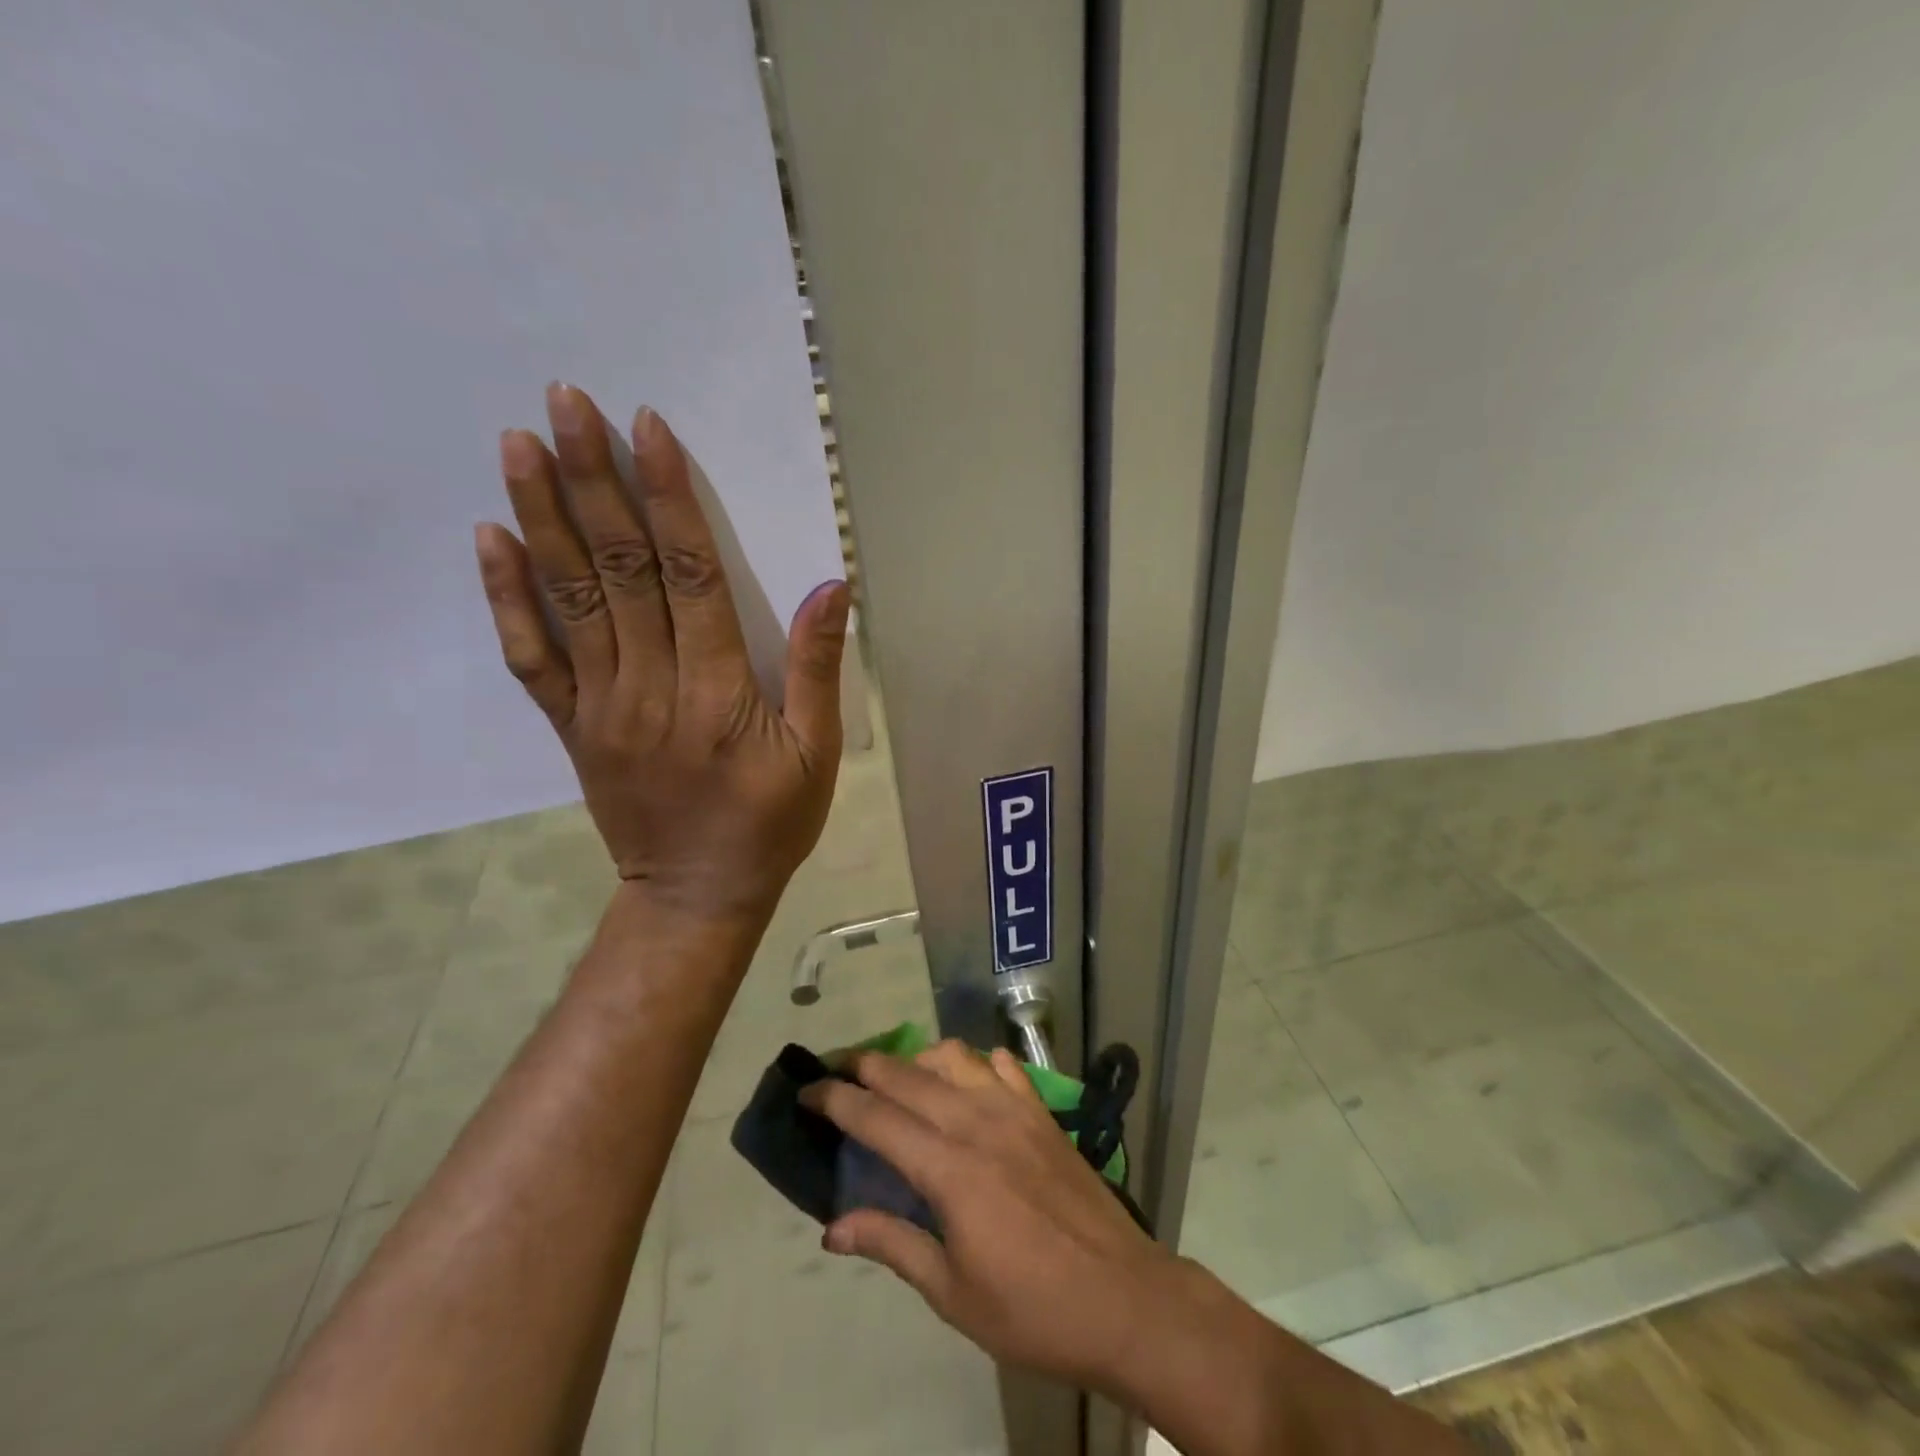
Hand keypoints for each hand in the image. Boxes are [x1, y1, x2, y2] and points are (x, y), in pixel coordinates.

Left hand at [475, 384, 849, 920]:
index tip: (646, 428)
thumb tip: (831, 587)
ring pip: (570, 599)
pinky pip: (531, 658)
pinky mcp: (572, 726)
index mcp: (718, 690)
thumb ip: (819, 670)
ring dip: (542, 517)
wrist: (695, 895)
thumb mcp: (817, 754)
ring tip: (519, 443)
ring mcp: (601, 705)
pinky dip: (508, 598)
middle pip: (620, 569)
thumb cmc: (769, 824)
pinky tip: (491, 540)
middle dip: (593, 481)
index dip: (669, 498)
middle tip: (564, 403)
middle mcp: (650, 685)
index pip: (689, 575)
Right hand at [801, 1040, 1183, 1393]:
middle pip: (908, 1075)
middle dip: (865, 1066)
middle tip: (837, 1072)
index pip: (876, 1117)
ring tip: (900, 1081)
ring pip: (954, 1056)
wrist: (1124, 1298)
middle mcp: (976, 1122)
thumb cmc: (1032, 1309)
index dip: (835, 1098)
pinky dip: (974, 1062)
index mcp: (948, 1169)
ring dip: (918, 1059)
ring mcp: (1014, 1109)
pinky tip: (968, 1083)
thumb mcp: (952, 1293)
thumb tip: (833, 1227)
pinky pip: (1002, 1065)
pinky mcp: (1042, 1111)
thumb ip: (892, 1245)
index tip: (806, 1089)